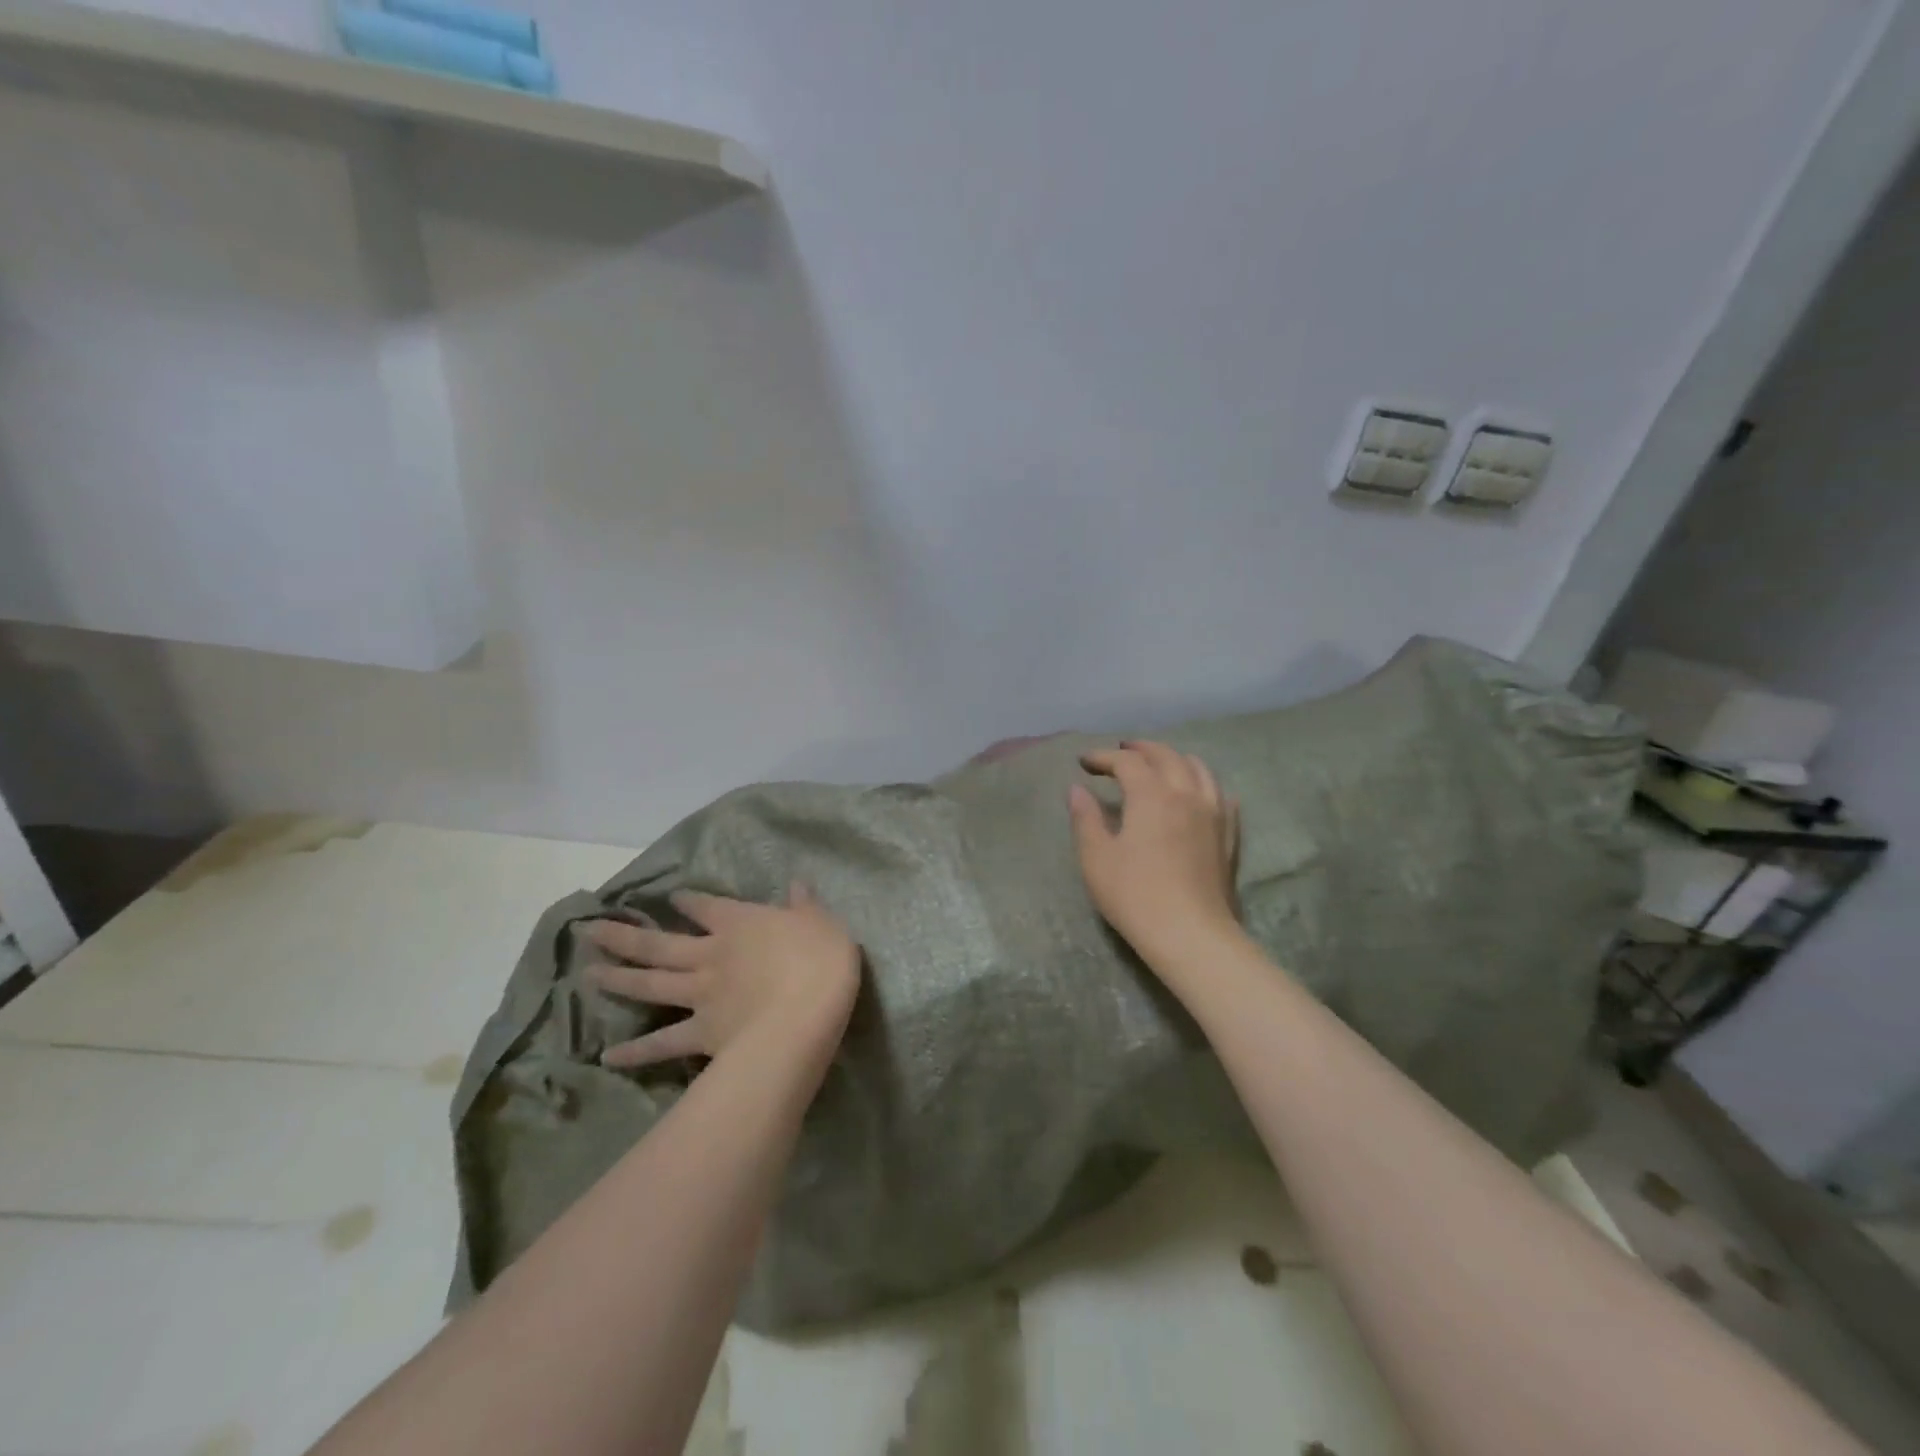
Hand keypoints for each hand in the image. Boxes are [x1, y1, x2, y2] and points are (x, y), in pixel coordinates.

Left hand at [585, 884, 860, 1071]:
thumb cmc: (819, 960)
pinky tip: (608, 1057)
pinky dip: (636, 1051)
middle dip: (624, 936)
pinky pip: (664, 1043)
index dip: (689, 900)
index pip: (707, 906)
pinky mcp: (701, 1033)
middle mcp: (711, 954)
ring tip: (587, 975)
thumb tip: (797, 884)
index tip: (673, 897)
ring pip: (652, 984)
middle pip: (660, 944)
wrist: (804, 1013)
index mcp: (740, 923)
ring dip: (618, 980)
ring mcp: (701, 995)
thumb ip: (805, 905)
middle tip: (589, 930)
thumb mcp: (821, 922)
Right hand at [1069, 740, 1239, 962]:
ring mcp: (1213, 814)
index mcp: (1151, 794)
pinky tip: (1201, 794)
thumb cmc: (1135, 895)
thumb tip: (1077, 790)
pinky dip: (1205, 786)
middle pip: (1166, 756)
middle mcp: (1186, 794)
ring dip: (1175, 759)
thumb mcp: (1096, 858)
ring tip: (1160, 764)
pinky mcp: (1229, 836)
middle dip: (1141, 749)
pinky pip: (1221, 797)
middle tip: (1121, 751)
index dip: (1103, 757)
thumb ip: (1085, 818)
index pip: (1127, 762)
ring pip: (1199, 769)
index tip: (1084, 762)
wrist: (1191, 934)